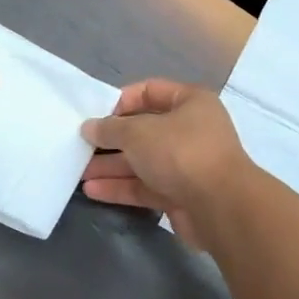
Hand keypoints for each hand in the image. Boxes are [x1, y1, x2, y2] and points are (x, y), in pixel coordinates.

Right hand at [80, 79, 255, 247]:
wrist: (220, 207)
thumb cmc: (181, 152)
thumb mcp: (139, 132)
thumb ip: (110, 128)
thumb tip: (89, 127)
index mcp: (190, 102)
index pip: (150, 91)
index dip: (121, 101)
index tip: (95, 115)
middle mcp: (191, 130)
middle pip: (144, 130)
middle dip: (111, 139)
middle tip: (80, 147)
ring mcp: (187, 164)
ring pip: (142, 161)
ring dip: (111, 166)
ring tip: (78, 172)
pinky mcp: (180, 195)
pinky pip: (145, 186)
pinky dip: (121, 187)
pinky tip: (92, 190)